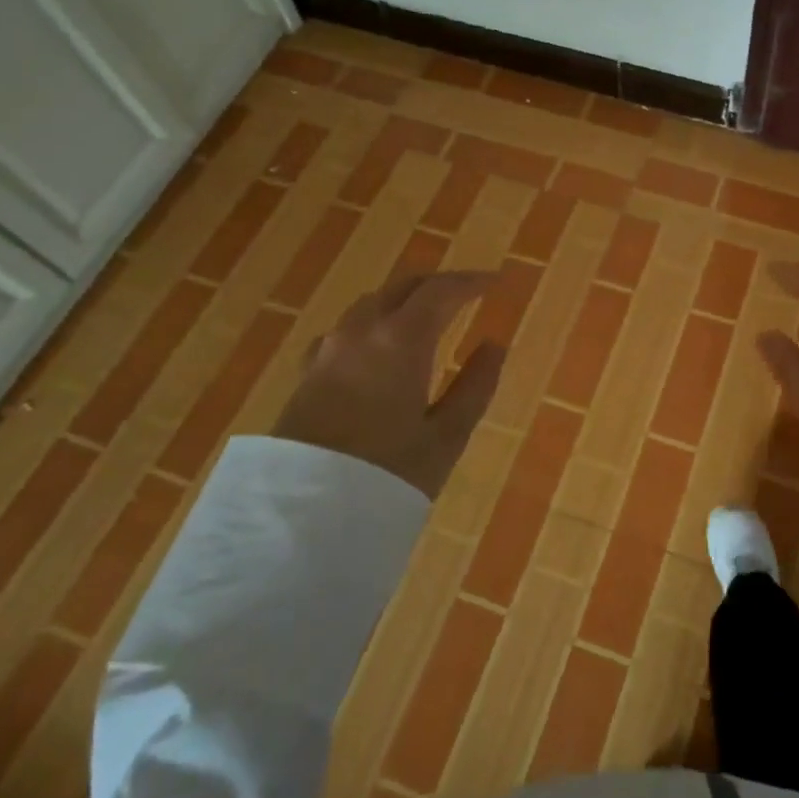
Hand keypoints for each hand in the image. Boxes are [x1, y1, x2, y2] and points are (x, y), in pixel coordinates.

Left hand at [272, 271, 504, 498]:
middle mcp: (361, 332)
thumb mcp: (446, 437)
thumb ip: (475, 386)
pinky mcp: (308, 373)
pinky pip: (347, 329)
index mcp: (400, 340)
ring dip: (404, 299)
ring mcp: (328, 351)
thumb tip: (494, 346)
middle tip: (466, 292)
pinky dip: (374, 322)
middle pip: (402, 288)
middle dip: (437, 284)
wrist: (303, 516)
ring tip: (428, 315)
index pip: (440, 291)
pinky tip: (378, 345)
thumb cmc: (387, 475)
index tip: (495, 281)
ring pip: (371, 304)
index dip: (470, 281)